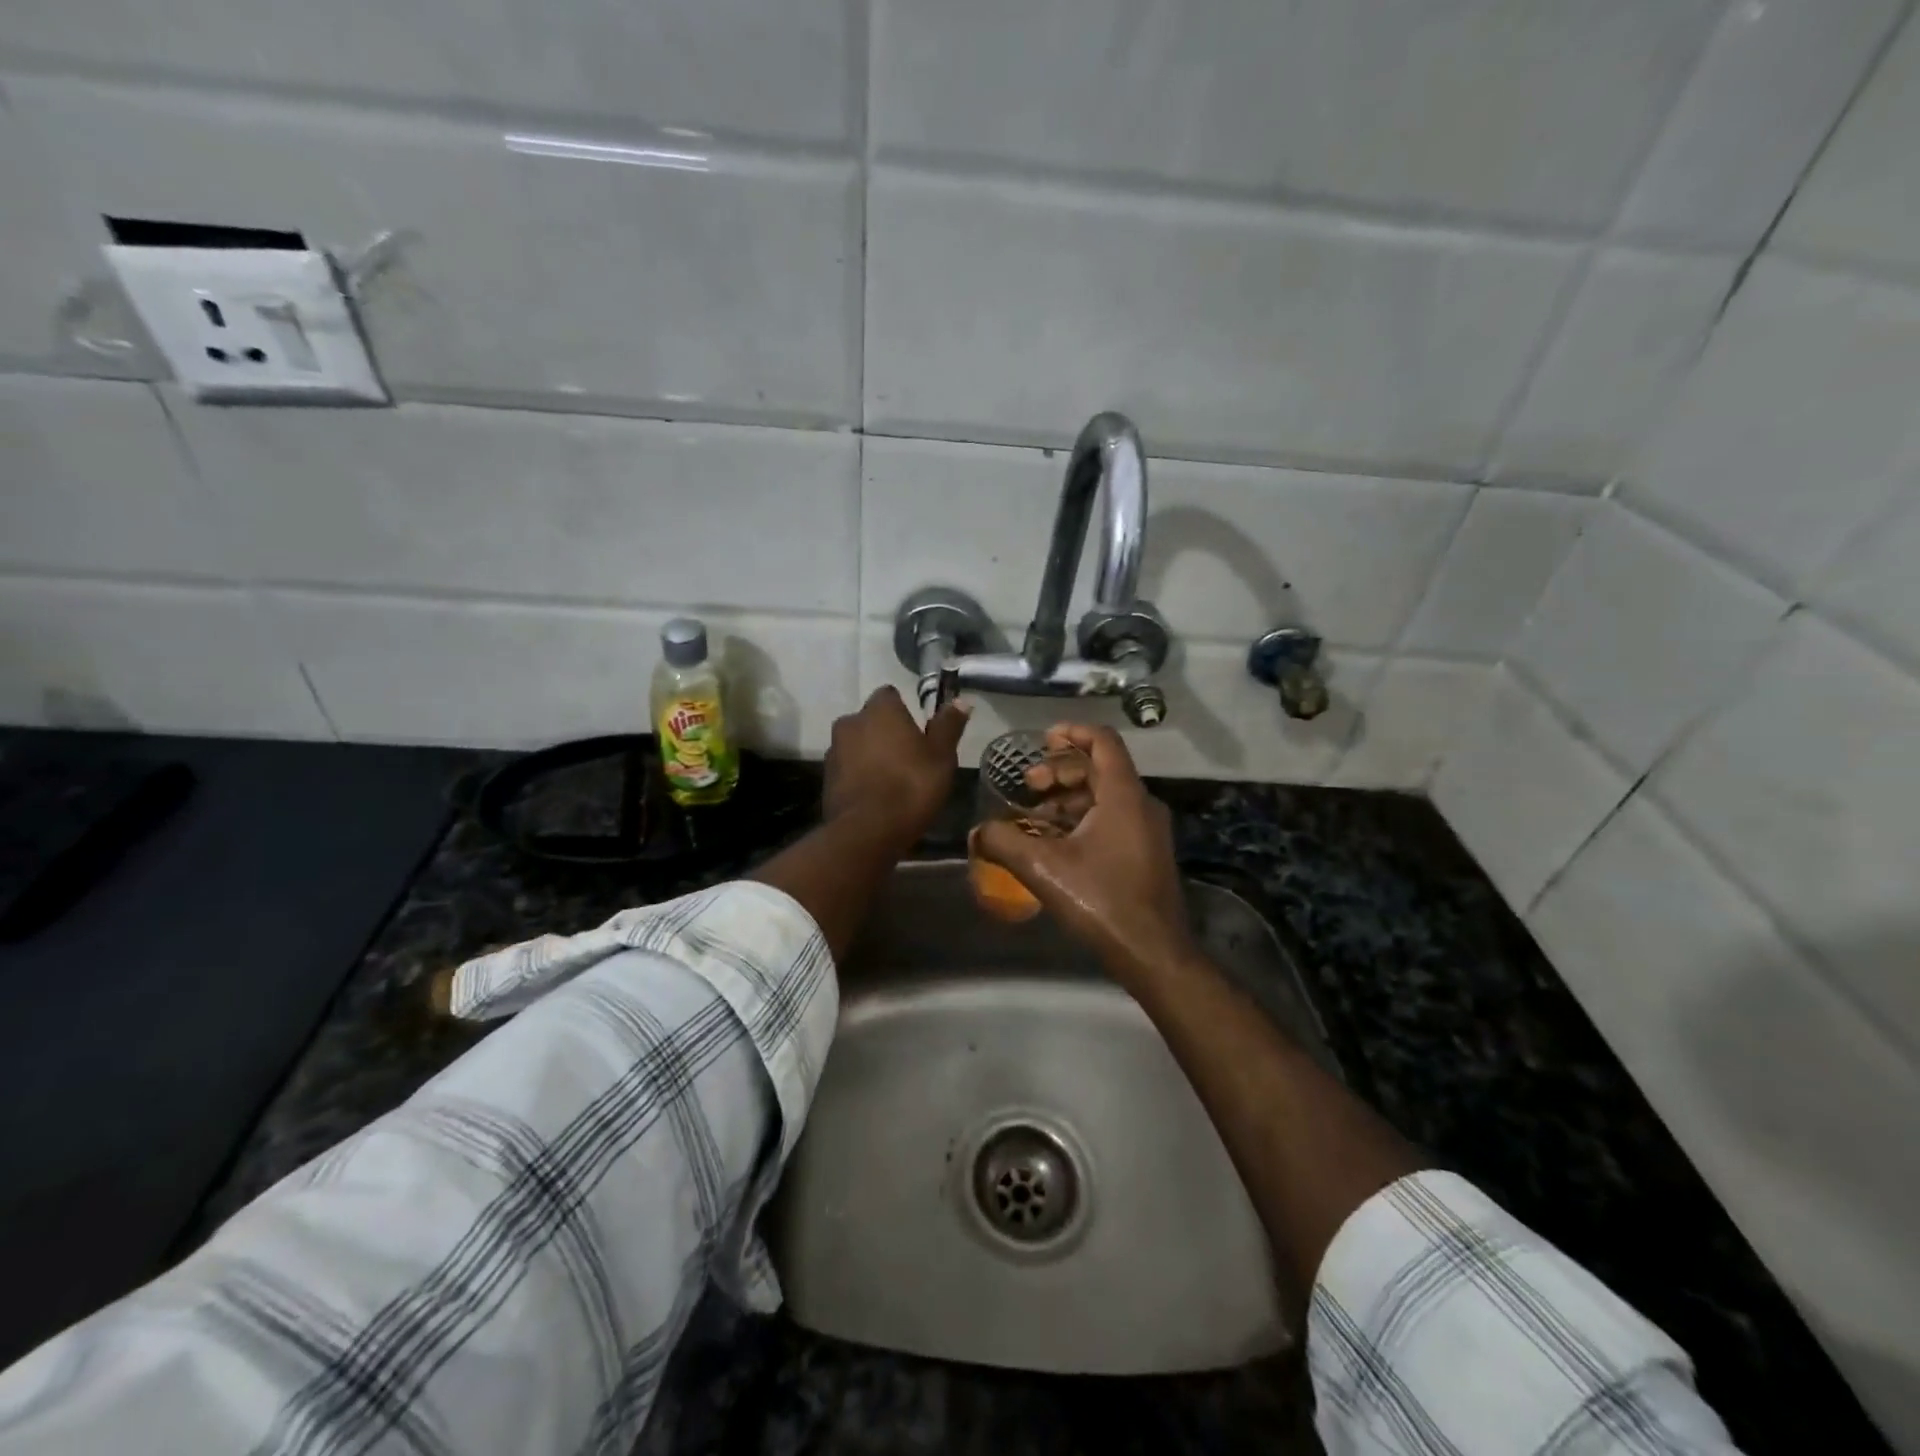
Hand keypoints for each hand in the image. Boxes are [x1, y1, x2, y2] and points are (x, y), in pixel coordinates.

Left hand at [822, 686, 969, 850]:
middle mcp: (851, 722)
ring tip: (891, 781)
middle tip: (908, 758)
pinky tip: (875, 796)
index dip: (904, 711)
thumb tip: (961, 701)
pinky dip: (859, 776)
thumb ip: (948, 726)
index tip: (918, 733)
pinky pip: (847, 769)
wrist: (867, 831)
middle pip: (871, 721)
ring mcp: (834, 750)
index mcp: (880, 710)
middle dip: (885, 733)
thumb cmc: (911, 786)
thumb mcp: (941, 757)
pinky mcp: (825, 778)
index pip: (890, 696)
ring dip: (870, 755)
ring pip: (856, 745)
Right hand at [973, 723, 1193, 986]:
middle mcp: (1142, 804)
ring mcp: (1148, 830)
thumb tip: (976, 832)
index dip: (1073, 732)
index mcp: (1124, 796)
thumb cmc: (1102, 900)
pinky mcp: (1146, 852)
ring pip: (1106, 796)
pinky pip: (1113, 818)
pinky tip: (1056, 841)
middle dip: (1061, 770)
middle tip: (1029, 784)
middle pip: (1101, 768)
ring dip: (1069, 797)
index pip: (1103, 742)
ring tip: (1035, 815)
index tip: (1043, 738)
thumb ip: (1005, 843)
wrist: (1153, 952)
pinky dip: (1083, 818)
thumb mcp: (1044, 868)